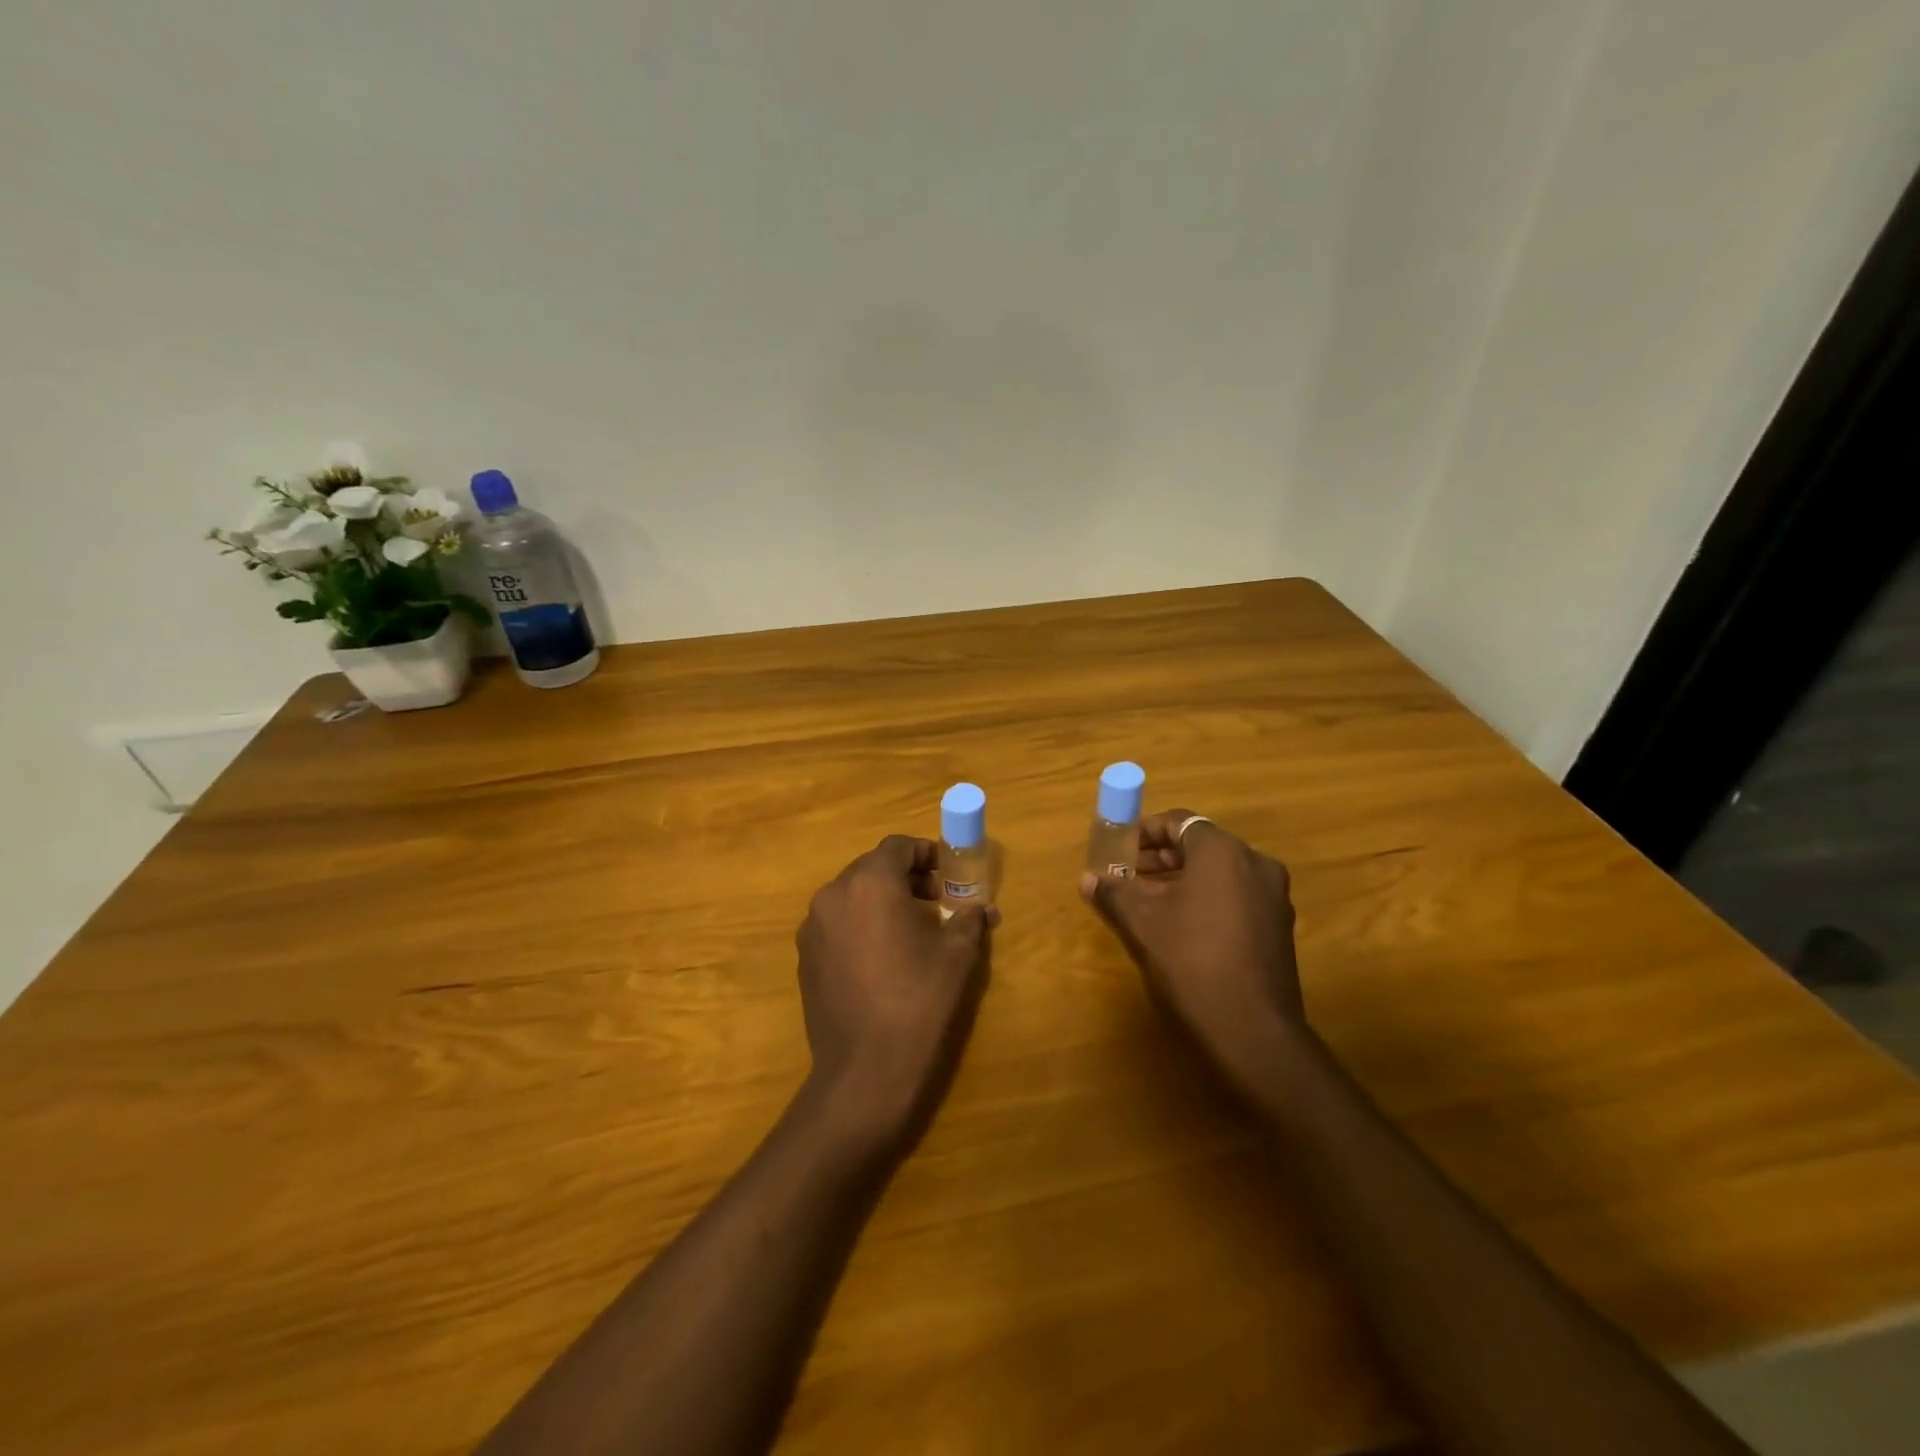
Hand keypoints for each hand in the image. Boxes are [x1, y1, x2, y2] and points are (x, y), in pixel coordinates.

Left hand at [796, 835, 996, 1158]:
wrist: (865, 1072)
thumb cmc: (918, 1002)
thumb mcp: (957, 956)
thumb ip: (969, 920)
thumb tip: (982, 908)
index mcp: (870, 883)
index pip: (897, 846)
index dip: (926, 853)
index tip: (948, 873)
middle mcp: (833, 895)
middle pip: (872, 868)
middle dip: (905, 877)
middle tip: (936, 901)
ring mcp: (813, 928)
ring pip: (852, 896)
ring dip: (882, 901)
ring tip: (911, 930)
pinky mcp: (805, 958)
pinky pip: (836, 924)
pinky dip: (860, 925)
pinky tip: (882, 958)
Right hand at [1080, 811, 1304, 1084]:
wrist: (1252, 1028)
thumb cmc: (1190, 959)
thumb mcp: (1141, 922)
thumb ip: (1114, 892)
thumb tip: (1088, 879)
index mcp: (1222, 851)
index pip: (1178, 822)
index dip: (1144, 832)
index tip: (1119, 851)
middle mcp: (1255, 864)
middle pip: (1200, 846)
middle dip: (1161, 858)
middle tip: (1128, 876)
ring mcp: (1273, 897)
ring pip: (1220, 873)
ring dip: (1182, 879)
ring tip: (1149, 902)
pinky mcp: (1279, 927)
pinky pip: (1236, 896)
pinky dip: (1207, 899)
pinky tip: (1182, 927)